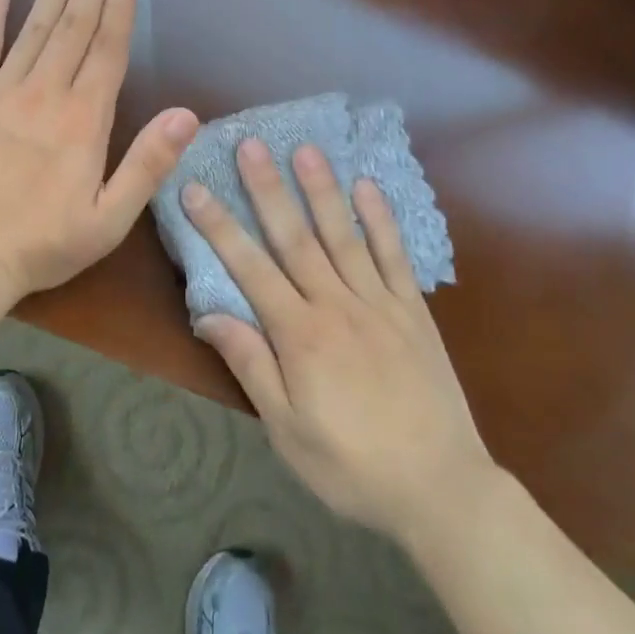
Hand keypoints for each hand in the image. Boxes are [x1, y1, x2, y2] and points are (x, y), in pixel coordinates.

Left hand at [0, 0, 198, 299]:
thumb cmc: (42, 244)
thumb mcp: (110, 218)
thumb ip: (148, 163)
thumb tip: (186, 114)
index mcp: (84, 119)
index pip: (108, 50)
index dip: (119, 9)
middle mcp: (46, 92)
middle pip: (74, 28)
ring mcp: (0, 91)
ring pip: (34, 28)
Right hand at [183, 139, 494, 540]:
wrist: (439, 488)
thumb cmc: (351, 467)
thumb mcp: (286, 430)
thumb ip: (250, 365)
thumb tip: (208, 315)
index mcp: (300, 335)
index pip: (249, 268)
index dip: (219, 227)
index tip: (195, 189)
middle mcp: (336, 305)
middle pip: (295, 238)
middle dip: (268, 190)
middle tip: (250, 145)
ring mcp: (379, 302)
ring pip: (343, 236)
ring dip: (322, 190)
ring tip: (305, 150)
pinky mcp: (412, 310)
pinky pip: (394, 256)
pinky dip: (381, 220)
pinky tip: (368, 188)